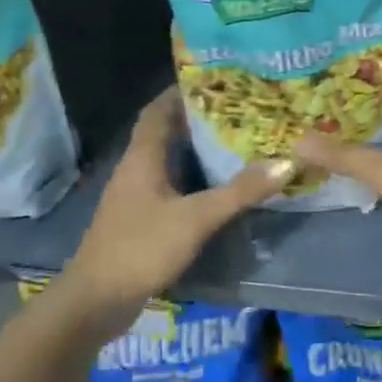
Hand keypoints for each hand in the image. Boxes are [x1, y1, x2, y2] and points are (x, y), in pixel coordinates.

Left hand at [61, 88, 291, 322]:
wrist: (96, 301)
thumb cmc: (141, 248)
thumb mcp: (196, 218)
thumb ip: (240, 191)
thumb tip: (286, 162)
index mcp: (142, 157)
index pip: (158, 110)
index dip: (182, 91)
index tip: (216, 80)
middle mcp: (135, 169)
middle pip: (165, 132)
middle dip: (198, 119)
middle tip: (239, 110)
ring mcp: (135, 197)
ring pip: (168, 161)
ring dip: (196, 150)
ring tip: (236, 141)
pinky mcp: (140, 220)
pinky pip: (169, 187)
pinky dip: (192, 179)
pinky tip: (218, 186)